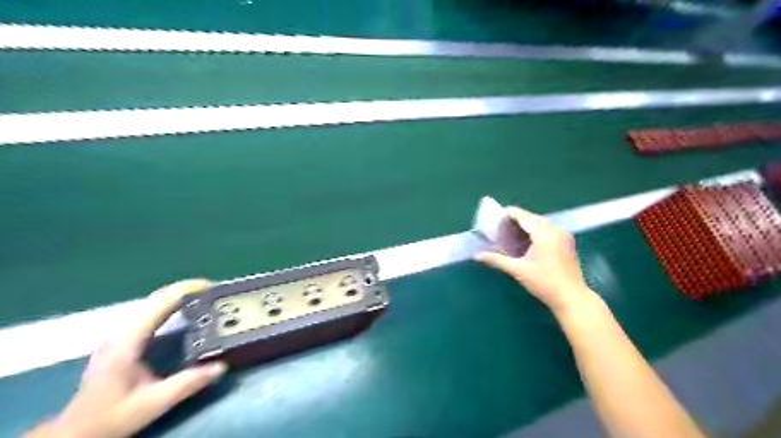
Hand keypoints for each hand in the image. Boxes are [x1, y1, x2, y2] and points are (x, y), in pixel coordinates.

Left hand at [28, 278, 226, 437]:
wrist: (75, 434)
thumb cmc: (111, 417)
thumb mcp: (153, 403)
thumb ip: (188, 383)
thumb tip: (221, 366)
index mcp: (128, 340)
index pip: (160, 303)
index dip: (186, 290)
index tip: (211, 286)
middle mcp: (122, 331)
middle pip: (156, 298)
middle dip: (186, 289)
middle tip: (214, 290)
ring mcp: (121, 335)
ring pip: (153, 303)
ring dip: (179, 296)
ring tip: (205, 297)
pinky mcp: (123, 340)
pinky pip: (151, 313)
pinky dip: (171, 306)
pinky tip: (185, 312)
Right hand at [476, 205, 591, 313]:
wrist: (572, 298)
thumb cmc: (544, 282)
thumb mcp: (518, 270)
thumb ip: (497, 260)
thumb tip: (477, 255)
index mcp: (544, 233)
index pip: (524, 217)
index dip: (510, 213)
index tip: (497, 214)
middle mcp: (556, 230)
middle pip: (533, 218)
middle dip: (518, 220)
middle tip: (502, 226)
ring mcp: (564, 237)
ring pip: (542, 225)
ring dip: (527, 226)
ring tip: (511, 232)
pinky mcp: (567, 244)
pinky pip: (549, 231)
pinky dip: (536, 232)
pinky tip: (527, 241)